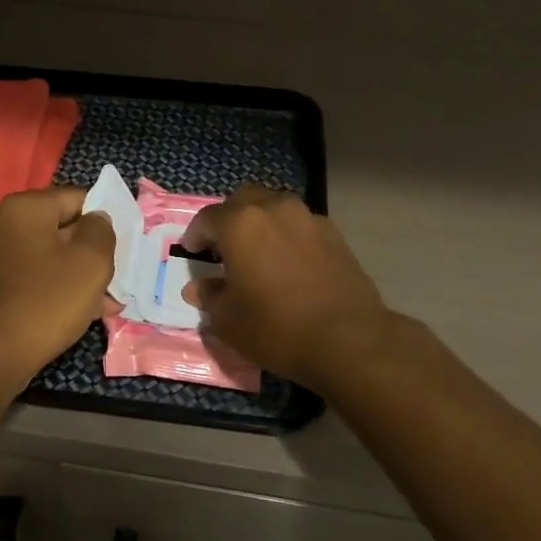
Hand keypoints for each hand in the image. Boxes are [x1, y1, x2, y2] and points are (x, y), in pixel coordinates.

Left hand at [0, 185, 115, 393]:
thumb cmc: (48, 300)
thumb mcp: (92, 261)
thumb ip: (102, 231)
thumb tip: (96, 220)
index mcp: (24, 207)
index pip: (77, 198)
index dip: (104, 220)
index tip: (121, 247)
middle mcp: (1, 223)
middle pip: (62, 228)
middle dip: (91, 253)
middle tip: (114, 279)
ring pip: (49, 256)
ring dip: (78, 275)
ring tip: (105, 303)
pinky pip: (33, 277)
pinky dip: (56, 288)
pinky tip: (81, 313)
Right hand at [182, 186, 394, 391]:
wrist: (348, 340)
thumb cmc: (276, 328)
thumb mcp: (228, 321)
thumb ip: (210, 297)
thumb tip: (199, 288)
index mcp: (240, 224)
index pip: (207, 219)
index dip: (195, 235)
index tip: (191, 251)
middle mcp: (274, 209)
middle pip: (243, 200)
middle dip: (228, 218)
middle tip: (222, 246)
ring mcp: (308, 218)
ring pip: (274, 208)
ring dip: (260, 223)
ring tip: (256, 252)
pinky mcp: (334, 234)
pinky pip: (299, 225)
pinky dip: (286, 236)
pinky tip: (287, 263)